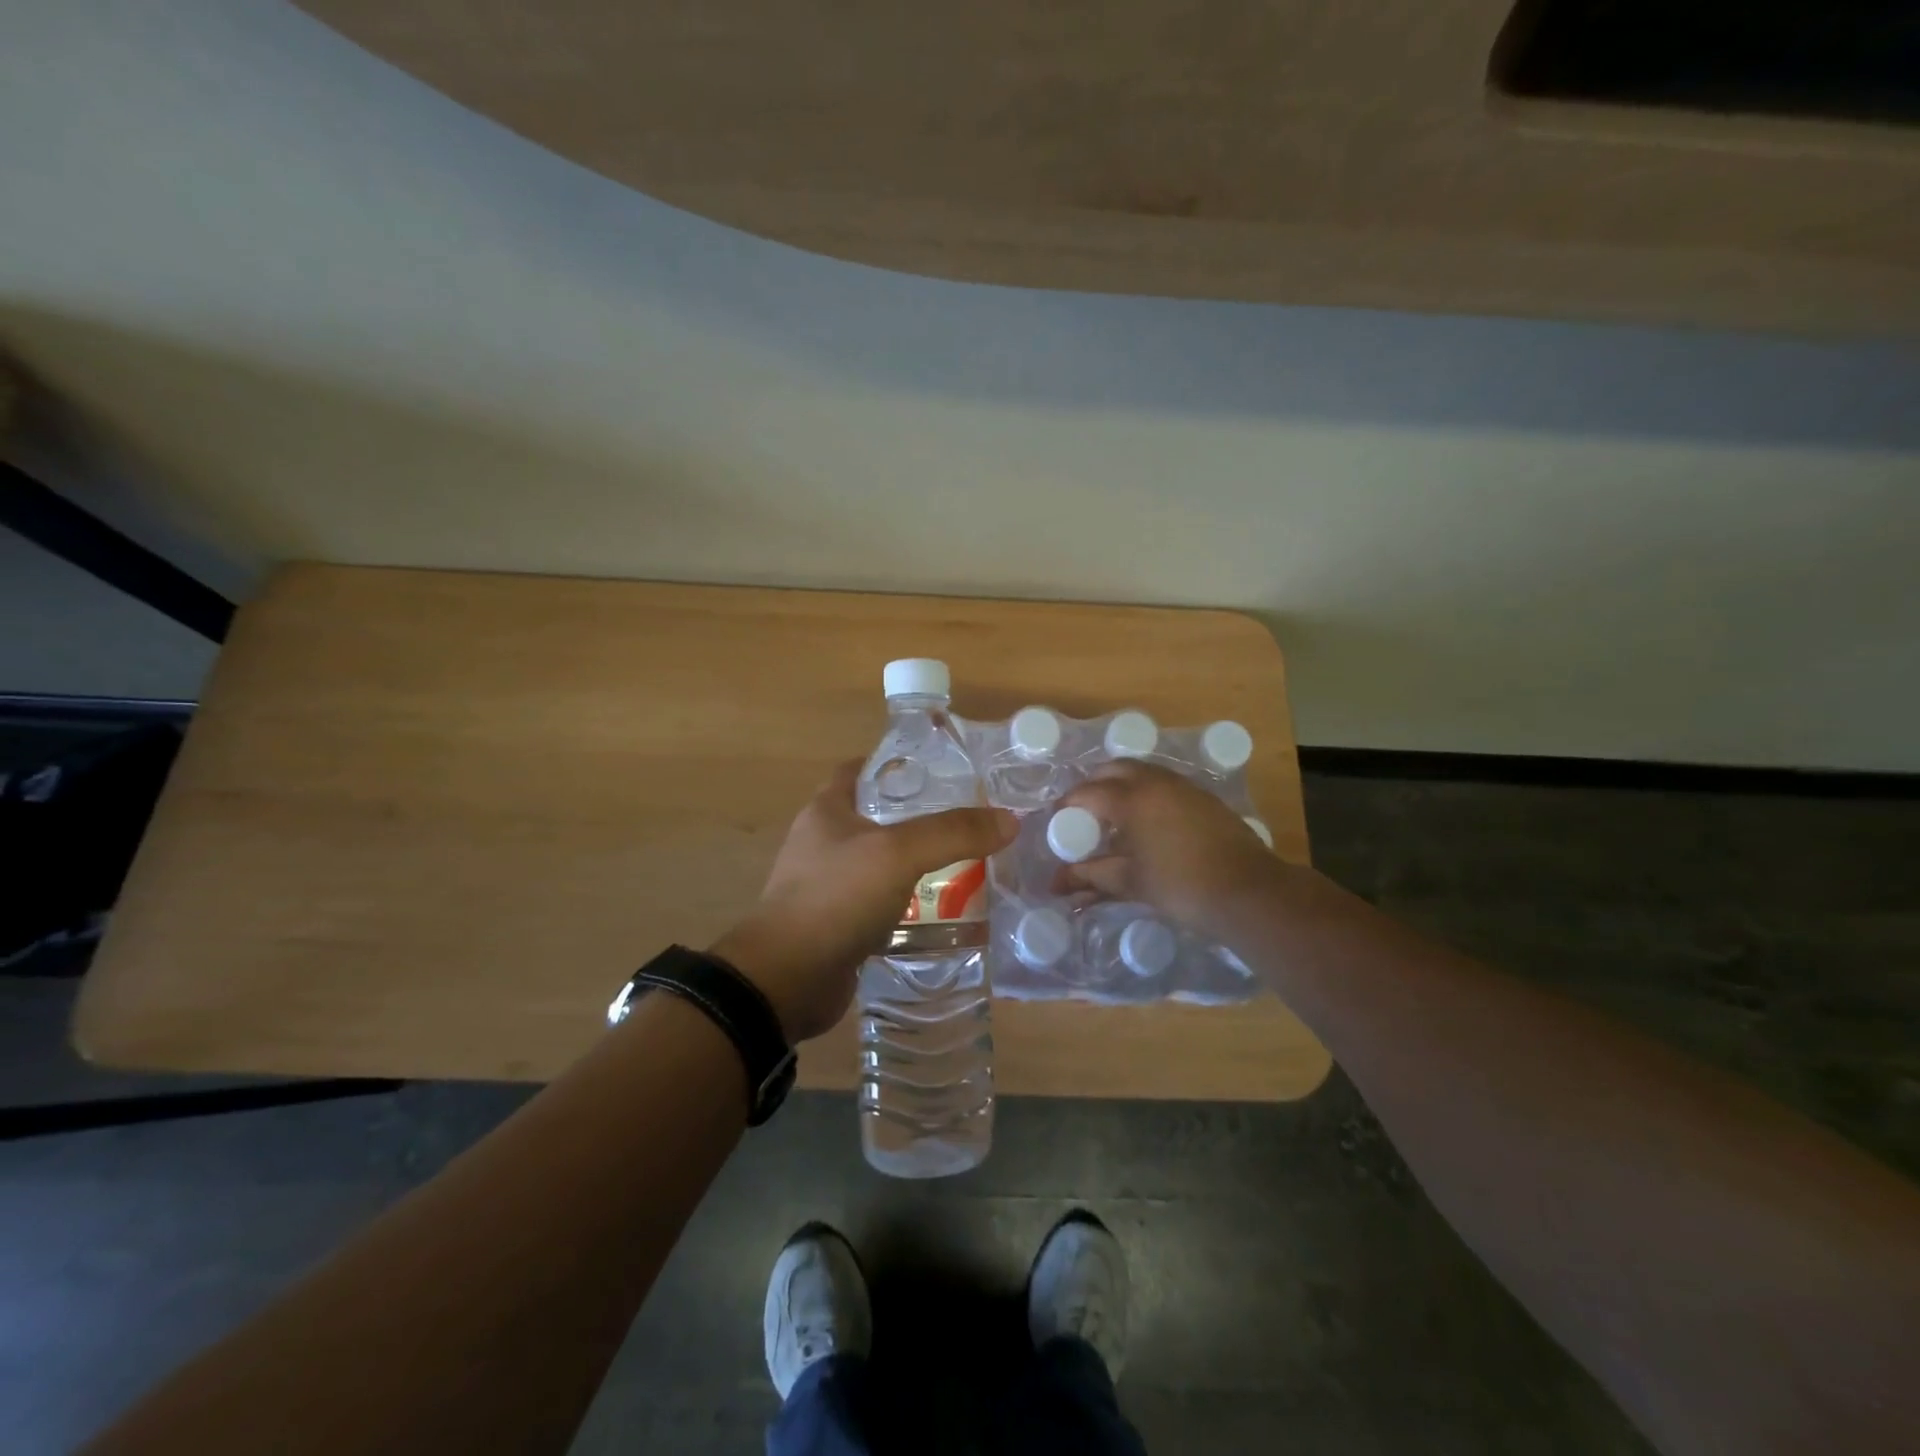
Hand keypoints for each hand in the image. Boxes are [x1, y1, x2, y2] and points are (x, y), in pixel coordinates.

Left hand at [711, 761, 1016, 1041]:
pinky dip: (911, 906)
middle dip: (922, 818)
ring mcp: (830, 887)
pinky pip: (883, 906)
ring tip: (970, 865)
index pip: (861, 769)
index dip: (898, 763)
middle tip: (970, 822)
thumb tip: (1009, 820)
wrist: (787, 981)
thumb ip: (953, 833)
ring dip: (920, 866)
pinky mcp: (840, 926)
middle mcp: (825, 843)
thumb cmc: (835, 898)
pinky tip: (947, 913)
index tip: (943, 769)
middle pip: (879, 817)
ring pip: (884, 865)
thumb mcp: (898, 854)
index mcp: (828, 811)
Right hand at [1057, 761, 1285, 935]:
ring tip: (1114, 815)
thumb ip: (1090, 876)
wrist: (1248, 891)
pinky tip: (1148, 821)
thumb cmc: (1180, 886)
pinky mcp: (1203, 797)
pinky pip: (1164, 783)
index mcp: (1131, 799)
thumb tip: (1056, 883)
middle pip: (1113, 769)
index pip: (1086, 793)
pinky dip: (1146, 792)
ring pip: (1142, 771)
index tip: (1057, 821)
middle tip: (1084, 812)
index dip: (1066, 805)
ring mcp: (1183, 786)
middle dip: (1093, 785)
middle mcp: (1154, 782)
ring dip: (1121, 785)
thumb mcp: (1130, 882)